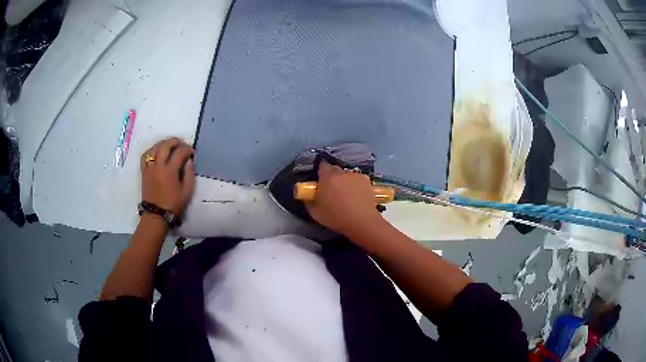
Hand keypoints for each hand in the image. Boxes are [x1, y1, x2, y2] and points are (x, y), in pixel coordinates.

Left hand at [140, 138, 195, 214]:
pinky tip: (156, 152)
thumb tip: (188, 161)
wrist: (156, 214)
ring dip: (163, 143)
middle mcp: (158, 166)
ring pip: (154, 148)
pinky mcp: (144, 171)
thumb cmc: (173, 204)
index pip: (179, 152)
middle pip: (165, 146)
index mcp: (170, 171)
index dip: (187, 149)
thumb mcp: (187, 192)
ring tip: (169, 145)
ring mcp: (149, 168)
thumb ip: (189, 174)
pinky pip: (145, 156)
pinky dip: (151, 150)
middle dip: (175, 141)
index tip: (192, 152)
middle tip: (181, 144)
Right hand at [305, 161, 382, 235]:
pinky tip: (356, 195)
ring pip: (347, 174)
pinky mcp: (367, 180)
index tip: (320, 180)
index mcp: (328, 177)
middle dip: (332, 176)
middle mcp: (342, 172)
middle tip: (331, 189)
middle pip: (335, 169)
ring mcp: (356, 175)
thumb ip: (308, 201)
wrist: (362, 222)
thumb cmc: (336, 218)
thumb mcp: (315, 213)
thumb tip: (307, 195)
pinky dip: (355, 184)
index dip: (321, 171)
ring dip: (344, 180)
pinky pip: (357, 179)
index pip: (322, 165)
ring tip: (346, 193)